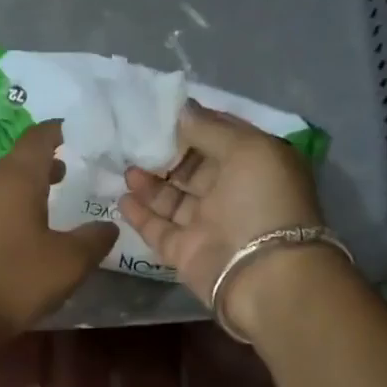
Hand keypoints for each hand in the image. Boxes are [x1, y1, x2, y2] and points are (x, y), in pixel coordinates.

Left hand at [0, 119, 117, 344]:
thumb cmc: (15, 279)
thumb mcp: (68, 262)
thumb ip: (93, 240)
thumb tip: (109, 226)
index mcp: (17, 179)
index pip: (39, 138)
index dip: (59, 131)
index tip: (78, 133)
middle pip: (19, 161)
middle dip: (45, 162)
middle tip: (71, 169)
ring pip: (4, 187)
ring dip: (28, 188)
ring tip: (52, 200)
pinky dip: (13, 210)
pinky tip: (26, 234)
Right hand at [120, 103, 339, 338]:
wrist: (263, 275)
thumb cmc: (262, 202)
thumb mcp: (247, 149)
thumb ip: (210, 129)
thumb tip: (181, 110)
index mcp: (255, 164)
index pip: (220, 137)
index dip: (192, 124)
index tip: (158, 113)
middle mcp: (232, 193)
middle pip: (192, 168)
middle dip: (165, 154)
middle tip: (133, 140)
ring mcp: (207, 224)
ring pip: (172, 198)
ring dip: (149, 182)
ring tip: (125, 168)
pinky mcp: (185, 252)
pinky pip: (158, 229)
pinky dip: (140, 215)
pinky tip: (123, 198)